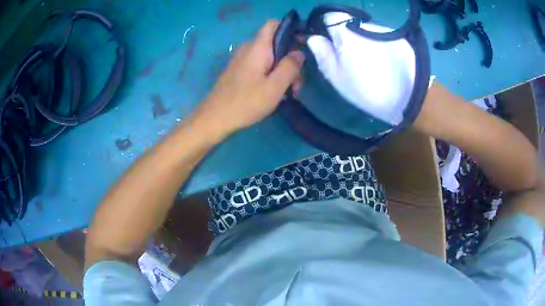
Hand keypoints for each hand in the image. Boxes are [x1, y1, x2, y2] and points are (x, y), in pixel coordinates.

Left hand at [196, 20, 304, 136]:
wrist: (215, 118)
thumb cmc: (246, 102)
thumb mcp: (275, 86)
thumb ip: (290, 67)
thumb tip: (299, 53)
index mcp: (258, 47)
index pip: (273, 24)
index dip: (290, 30)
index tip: (301, 46)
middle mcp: (248, 49)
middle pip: (275, 44)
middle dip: (290, 60)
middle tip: (297, 84)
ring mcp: (242, 60)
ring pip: (269, 57)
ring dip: (282, 71)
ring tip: (288, 93)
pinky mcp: (239, 71)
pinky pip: (260, 66)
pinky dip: (271, 75)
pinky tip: (275, 94)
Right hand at [307, 12, 415, 124]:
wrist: (411, 96)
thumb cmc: (369, 89)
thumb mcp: (339, 78)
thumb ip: (323, 55)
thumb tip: (313, 38)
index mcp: (346, 32)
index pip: (329, 15)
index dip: (325, 26)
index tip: (327, 42)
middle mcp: (364, 25)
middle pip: (348, 24)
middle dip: (345, 37)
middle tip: (349, 59)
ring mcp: (382, 30)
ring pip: (364, 31)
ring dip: (363, 42)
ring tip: (370, 63)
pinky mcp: (397, 37)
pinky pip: (379, 37)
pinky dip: (377, 46)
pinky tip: (383, 62)